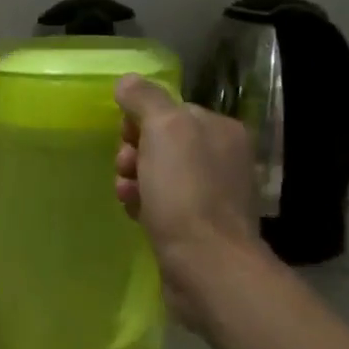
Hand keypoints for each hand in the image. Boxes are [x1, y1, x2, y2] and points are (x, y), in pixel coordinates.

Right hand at [113, 75, 273, 328]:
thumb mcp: (164, 130)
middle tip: (125, 168)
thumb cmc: (186, 191)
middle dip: (133, 152)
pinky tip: (134, 214)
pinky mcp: (199, 226)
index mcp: (221, 130)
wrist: (206, 266)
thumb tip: (128, 81)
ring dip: (133, 179)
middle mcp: (222, 158)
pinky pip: (161, 203)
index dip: (140, 121)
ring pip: (157, 174)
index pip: (170, 110)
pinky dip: (143, 204)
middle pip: (161, 142)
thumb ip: (145, 99)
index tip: (127, 138)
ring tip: (126, 194)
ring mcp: (212, 195)